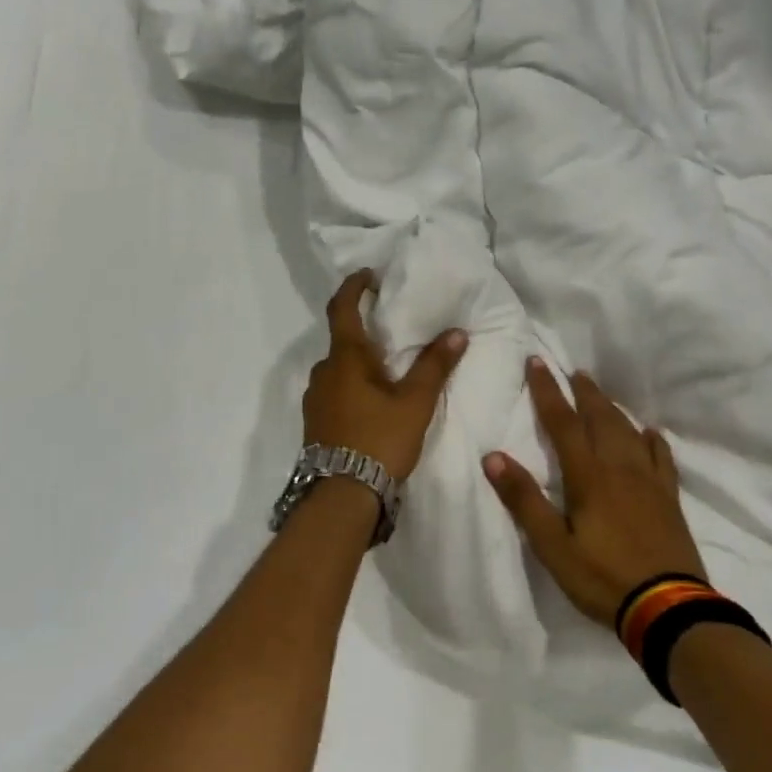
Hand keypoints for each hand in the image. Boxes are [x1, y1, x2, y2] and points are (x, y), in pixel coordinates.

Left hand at [303, 270, 467, 481]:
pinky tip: (373, 404)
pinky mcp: (315, 423)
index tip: (369, 276)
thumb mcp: (414, 403)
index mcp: (345, 359)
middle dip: (365, 333)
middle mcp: (323, 373)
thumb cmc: (379, 440)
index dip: (354, 287)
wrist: (342, 496)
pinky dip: (352, 386)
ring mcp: (315, 399)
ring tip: (388, 373)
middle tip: (392, 333)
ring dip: (359, 364)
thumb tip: (456, 332)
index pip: (342, 309)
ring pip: (338, 370)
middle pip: (342, 341)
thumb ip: (434, 366)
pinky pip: (335, 391)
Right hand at [484, 358, 705, 628]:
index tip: (537, 363)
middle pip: (601, 419)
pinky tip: (650, 433)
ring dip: (613, 409)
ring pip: (630, 432)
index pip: (564, 423)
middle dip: (584, 393)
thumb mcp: (553, 546)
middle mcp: (620, 468)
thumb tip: (493, 456)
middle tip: (574, 372)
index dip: (548, 392)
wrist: (668, 607)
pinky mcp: (669, 498)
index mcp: (589, 477)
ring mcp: (650, 482)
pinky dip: (652, 440)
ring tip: (601, 395)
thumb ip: (524, 500)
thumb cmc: (602, 578)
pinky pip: (661, 458)